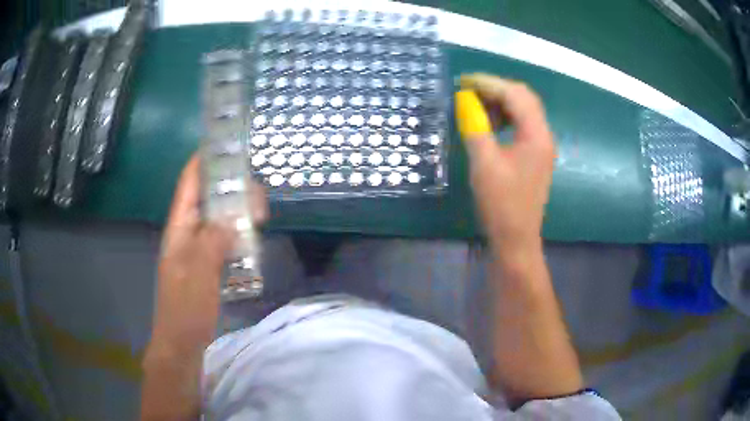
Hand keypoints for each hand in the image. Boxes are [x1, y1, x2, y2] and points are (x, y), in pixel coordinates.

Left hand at [149, 155, 266, 354]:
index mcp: (178, 229)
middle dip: (228, 188)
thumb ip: (213, 242)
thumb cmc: (185, 309)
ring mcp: (197, 251)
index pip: (188, 186)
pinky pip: (223, 241)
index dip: (202, 162)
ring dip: (235, 212)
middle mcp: (186, 234)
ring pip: (217, 221)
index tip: (223, 145)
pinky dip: (237, 234)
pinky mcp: (207, 266)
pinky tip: (252, 237)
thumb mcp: (198, 274)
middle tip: (256, 187)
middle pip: (206, 200)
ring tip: (259, 210)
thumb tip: (230, 217)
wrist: (182, 343)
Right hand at [456, 74, 555, 255]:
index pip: (515, 95)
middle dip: (496, 89)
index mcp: (536, 135)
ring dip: (501, 103)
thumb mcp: (484, 164)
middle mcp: (543, 135)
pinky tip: (490, 125)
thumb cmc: (501, 205)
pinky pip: (522, 125)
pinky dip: (505, 118)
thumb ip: (475, 127)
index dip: (488, 84)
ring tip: (476, 108)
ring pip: (524, 110)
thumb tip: (465, 101)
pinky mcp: (535, 155)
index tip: (463, 82)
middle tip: (469, 92)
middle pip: (523, 97)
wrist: (516, 239)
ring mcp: (541, 146)